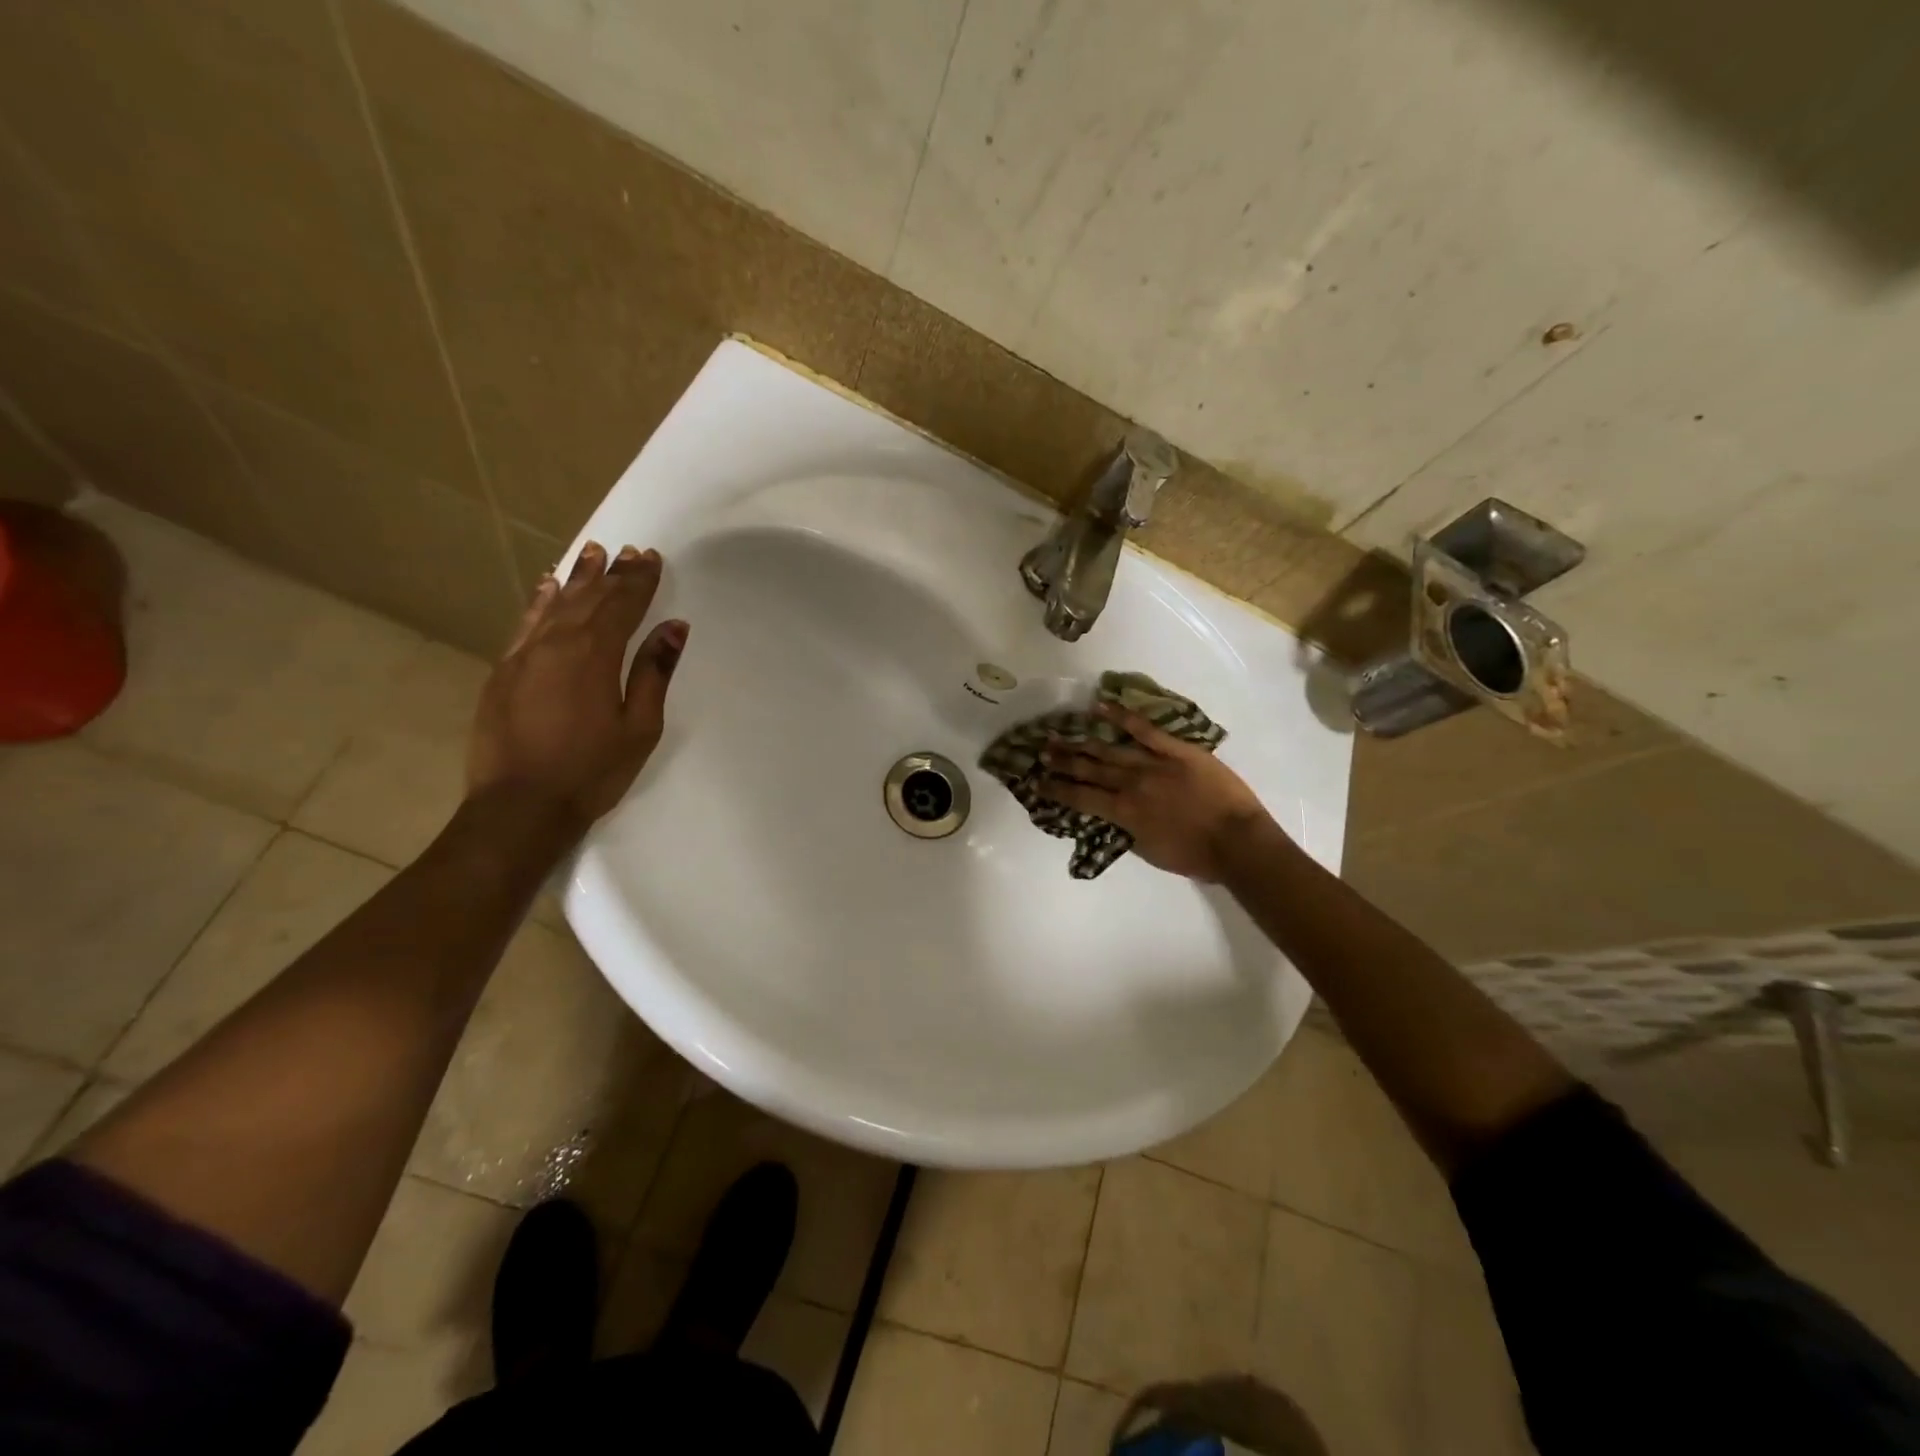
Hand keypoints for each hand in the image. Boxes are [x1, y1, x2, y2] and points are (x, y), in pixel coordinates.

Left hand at [467, 541, 687, 836]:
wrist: (519, 807)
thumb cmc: (591, 770)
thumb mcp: (639, 727)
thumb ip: (654, 673)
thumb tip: (673, 628)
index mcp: (595, 655)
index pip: (622, 606)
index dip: (639, 581)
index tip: (652, 557)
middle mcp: (556, 644)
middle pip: (590, 599)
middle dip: (612, 574)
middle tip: (630, 551)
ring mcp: (524, 655)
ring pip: (555, 604)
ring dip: (577, 578)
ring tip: (592, 552)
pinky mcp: (503, 671)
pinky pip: (525, 623)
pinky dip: (540, 600)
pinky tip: (548, 585)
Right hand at [1039, 702, 1272, 880]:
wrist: (1237, 842)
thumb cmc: (1195, 856)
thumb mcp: (1148, 851)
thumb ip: (1125, 830)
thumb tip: (1109, 815)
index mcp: (1123, 812)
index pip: (1081, 798)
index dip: (1057, 789)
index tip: (1037, 781)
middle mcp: (1130, 784)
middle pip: (1090, 769)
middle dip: (1063, 761)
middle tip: (1041, 750)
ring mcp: (1153, 763)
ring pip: (1110, 749)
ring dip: (1082, 742)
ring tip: (1060, 733)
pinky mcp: (1176, 750)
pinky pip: (1145, 729)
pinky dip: (1122, 716)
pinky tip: (1101, 707)